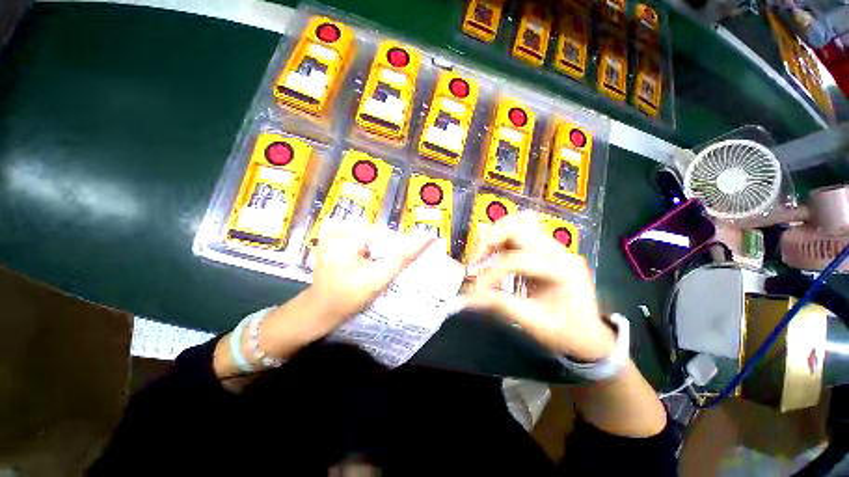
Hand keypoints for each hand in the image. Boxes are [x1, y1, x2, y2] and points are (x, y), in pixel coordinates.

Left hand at [214, 224, 431, 381]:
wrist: (319, 312)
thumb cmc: (347, 296)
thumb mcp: (378, 278)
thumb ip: (401, 257)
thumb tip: (426, 238)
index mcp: (346, 235)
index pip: (383, 231)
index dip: (396, 245)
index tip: (402, 260)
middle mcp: (338, 230)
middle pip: (375, 234)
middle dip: (386, 248)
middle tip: (389, 266)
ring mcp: (334, 237)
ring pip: (368, 238)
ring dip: (378, 250)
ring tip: (380, 266)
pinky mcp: (333, 244)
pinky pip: (359, 243)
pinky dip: (368, 251)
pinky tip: (369, 264)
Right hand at [462, 211, 615, 361]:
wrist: (588, 333)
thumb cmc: (565, 332)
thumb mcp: (533, 323)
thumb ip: (500, 305)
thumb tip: (468, 297)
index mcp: (562, 271)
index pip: (517, 260)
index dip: (491, 272)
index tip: (475, 288)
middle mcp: (559, 251)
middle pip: (518, 228)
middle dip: (490, 241)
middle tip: (475, 260)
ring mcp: (555, 246)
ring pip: (519, 222)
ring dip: (495, 234)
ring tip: (482, 253)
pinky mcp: (547, 247)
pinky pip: (522, 230)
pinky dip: (503, 236)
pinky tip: (494, 251)